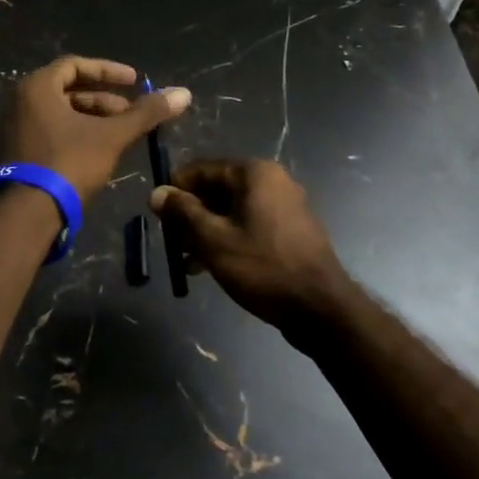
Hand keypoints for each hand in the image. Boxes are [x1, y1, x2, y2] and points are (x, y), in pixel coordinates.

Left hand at [0, 57, 190, 202]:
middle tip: (131, 114)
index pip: (75, 65)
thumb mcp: (112, 136)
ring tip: (121, 135)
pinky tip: (99, 151)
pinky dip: (76, 133)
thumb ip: (146, 113)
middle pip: (68, 90)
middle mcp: (20, 101)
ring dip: (92, 119)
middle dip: (104, 101)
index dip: (108, 71)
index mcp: (37, 87)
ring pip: (61, 113)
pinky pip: (50, 131)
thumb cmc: (69, 163)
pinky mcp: (17, 152)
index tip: (135, 81)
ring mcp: (15, 128)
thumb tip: (183, 93)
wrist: (28, 214)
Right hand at [150, 159, 360, 341]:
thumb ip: (182, 213)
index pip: (201, 169)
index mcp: (254, 173)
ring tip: (187, 261)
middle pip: (216, 189)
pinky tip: (211, 266)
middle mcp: (272, 181)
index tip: (158, 217)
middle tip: (172, 242)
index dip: (175, 190)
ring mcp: (285, 206)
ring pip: (231, 210)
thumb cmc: (263, 267)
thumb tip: (157, 193)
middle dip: (191, 214)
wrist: (321, 308)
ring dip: (206, 230)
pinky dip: (228, 238)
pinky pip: (249, 224)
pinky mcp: (291, 230)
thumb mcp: (213, 240)